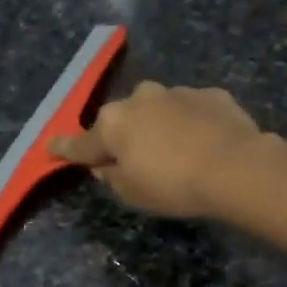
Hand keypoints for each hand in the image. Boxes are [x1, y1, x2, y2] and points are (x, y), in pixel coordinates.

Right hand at [48, 82, 278, 217]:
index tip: (51, 148)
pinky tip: (204, 144)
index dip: (65, 149)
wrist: (235, 167)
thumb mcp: (131, 193)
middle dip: (123, 136)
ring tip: (177, 154)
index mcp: (113, 124)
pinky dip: (191, 125)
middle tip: (135, 162)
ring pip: (157, 111)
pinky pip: (191, 111)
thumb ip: (111, 176)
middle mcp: (139, 98)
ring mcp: (177, 92)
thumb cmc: (173, 185)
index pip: (81, 143)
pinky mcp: (210, 95)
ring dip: (159, 128)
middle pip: (122, 121)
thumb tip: (105, 164)